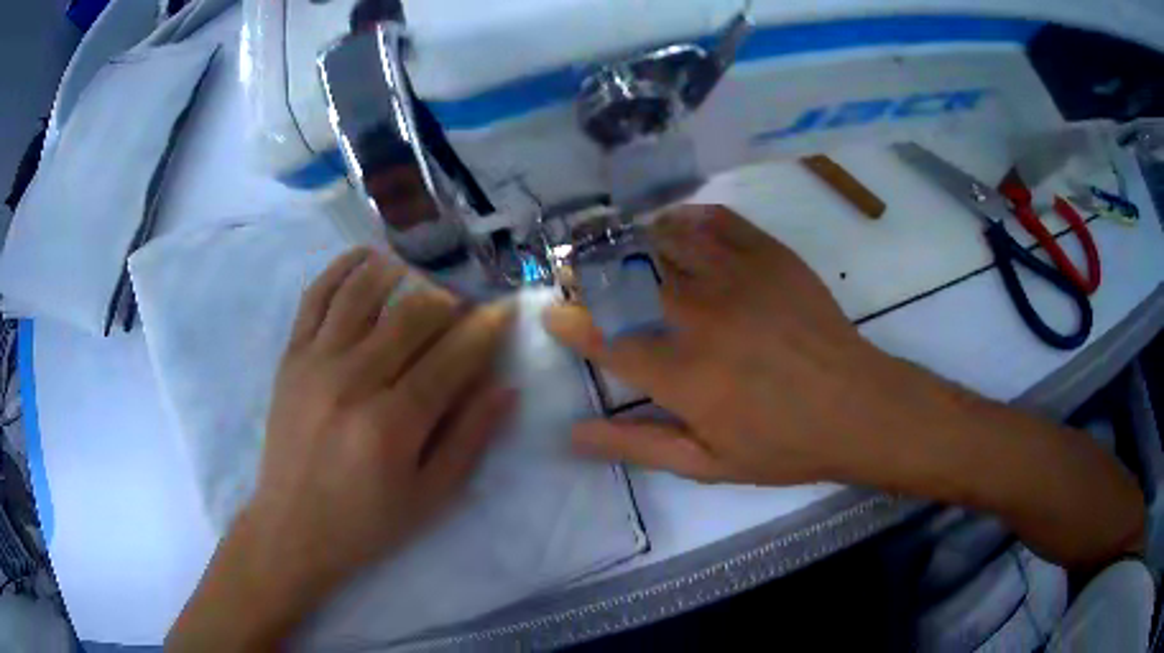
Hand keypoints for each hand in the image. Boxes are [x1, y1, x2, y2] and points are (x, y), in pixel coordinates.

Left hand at [248, 247, 513, 591]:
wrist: (292, 528)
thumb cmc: (367, 522)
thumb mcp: (430, 497)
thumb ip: (469, 439)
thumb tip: (505, 387)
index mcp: (393, 425)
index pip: (452, 358)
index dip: (485, 330)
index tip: (504, 312)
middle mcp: (353, 382)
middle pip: (412, 315)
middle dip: (449, 303)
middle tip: (464, 309)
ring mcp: (315, 363)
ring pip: (364, 292)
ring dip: (401, 274)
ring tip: (421, 280)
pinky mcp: (291, 357)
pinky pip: (316, 296)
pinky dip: (342, 268)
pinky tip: (367, 257)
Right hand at [545, 205, 901, 486]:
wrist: (857, 407)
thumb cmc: (783, 445)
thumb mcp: (707, 464)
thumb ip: (638, 445)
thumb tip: (573, 435)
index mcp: (680, 372)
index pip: (601, 335)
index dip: (569, 321)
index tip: (554, 314)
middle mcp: (699, 315)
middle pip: (623, 276)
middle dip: (588, 272)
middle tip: (578, 274)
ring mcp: (736, 276)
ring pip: (663, 240)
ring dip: (629, 239)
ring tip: (617, 247)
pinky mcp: (769, 255)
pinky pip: (716, 220)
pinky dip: (686, 218)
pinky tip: (674, 225)